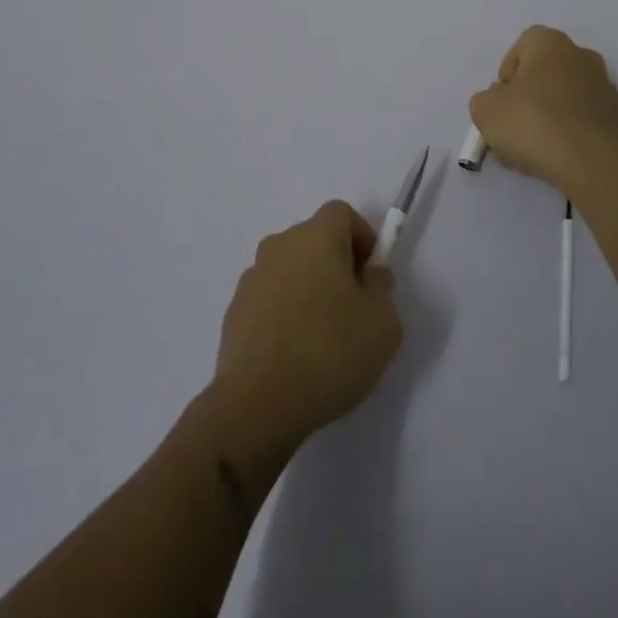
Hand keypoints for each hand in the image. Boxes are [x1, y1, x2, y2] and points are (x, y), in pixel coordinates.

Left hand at [212, 201, 401, 451]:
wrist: (257, 405)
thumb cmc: (329, 353)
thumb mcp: (383, 324)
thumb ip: (381, 288)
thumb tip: (369, 275)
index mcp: (315, 238)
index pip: (341, 213)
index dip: (361, 236)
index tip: (370, 274)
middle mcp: (279, 247)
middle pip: (313, 240)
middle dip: (336, 263)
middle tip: (352, 306)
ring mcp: (251, 279)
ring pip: (290, 269)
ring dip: (308, 288)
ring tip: (322, 336)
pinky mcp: (234, 312)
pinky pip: (269, 299)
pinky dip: (284, 313)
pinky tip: (294, 354)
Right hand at [469, 25, 617, 190]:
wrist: (591, 162)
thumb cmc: (533, 123)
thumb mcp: (485, 110)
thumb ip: (485, 100)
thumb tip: (500, 102)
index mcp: (550, 43)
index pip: (521, 47)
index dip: (506, 74)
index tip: (501, 102)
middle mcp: (580, 55)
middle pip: (542, 73)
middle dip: (525, 99)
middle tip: (512, 129)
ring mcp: (603, 85)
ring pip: (562, 98)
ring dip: (545, 118)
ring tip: (531, 151)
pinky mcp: (615, 116)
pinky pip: (580, 118)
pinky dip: (566, 133)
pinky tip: (555, 157)